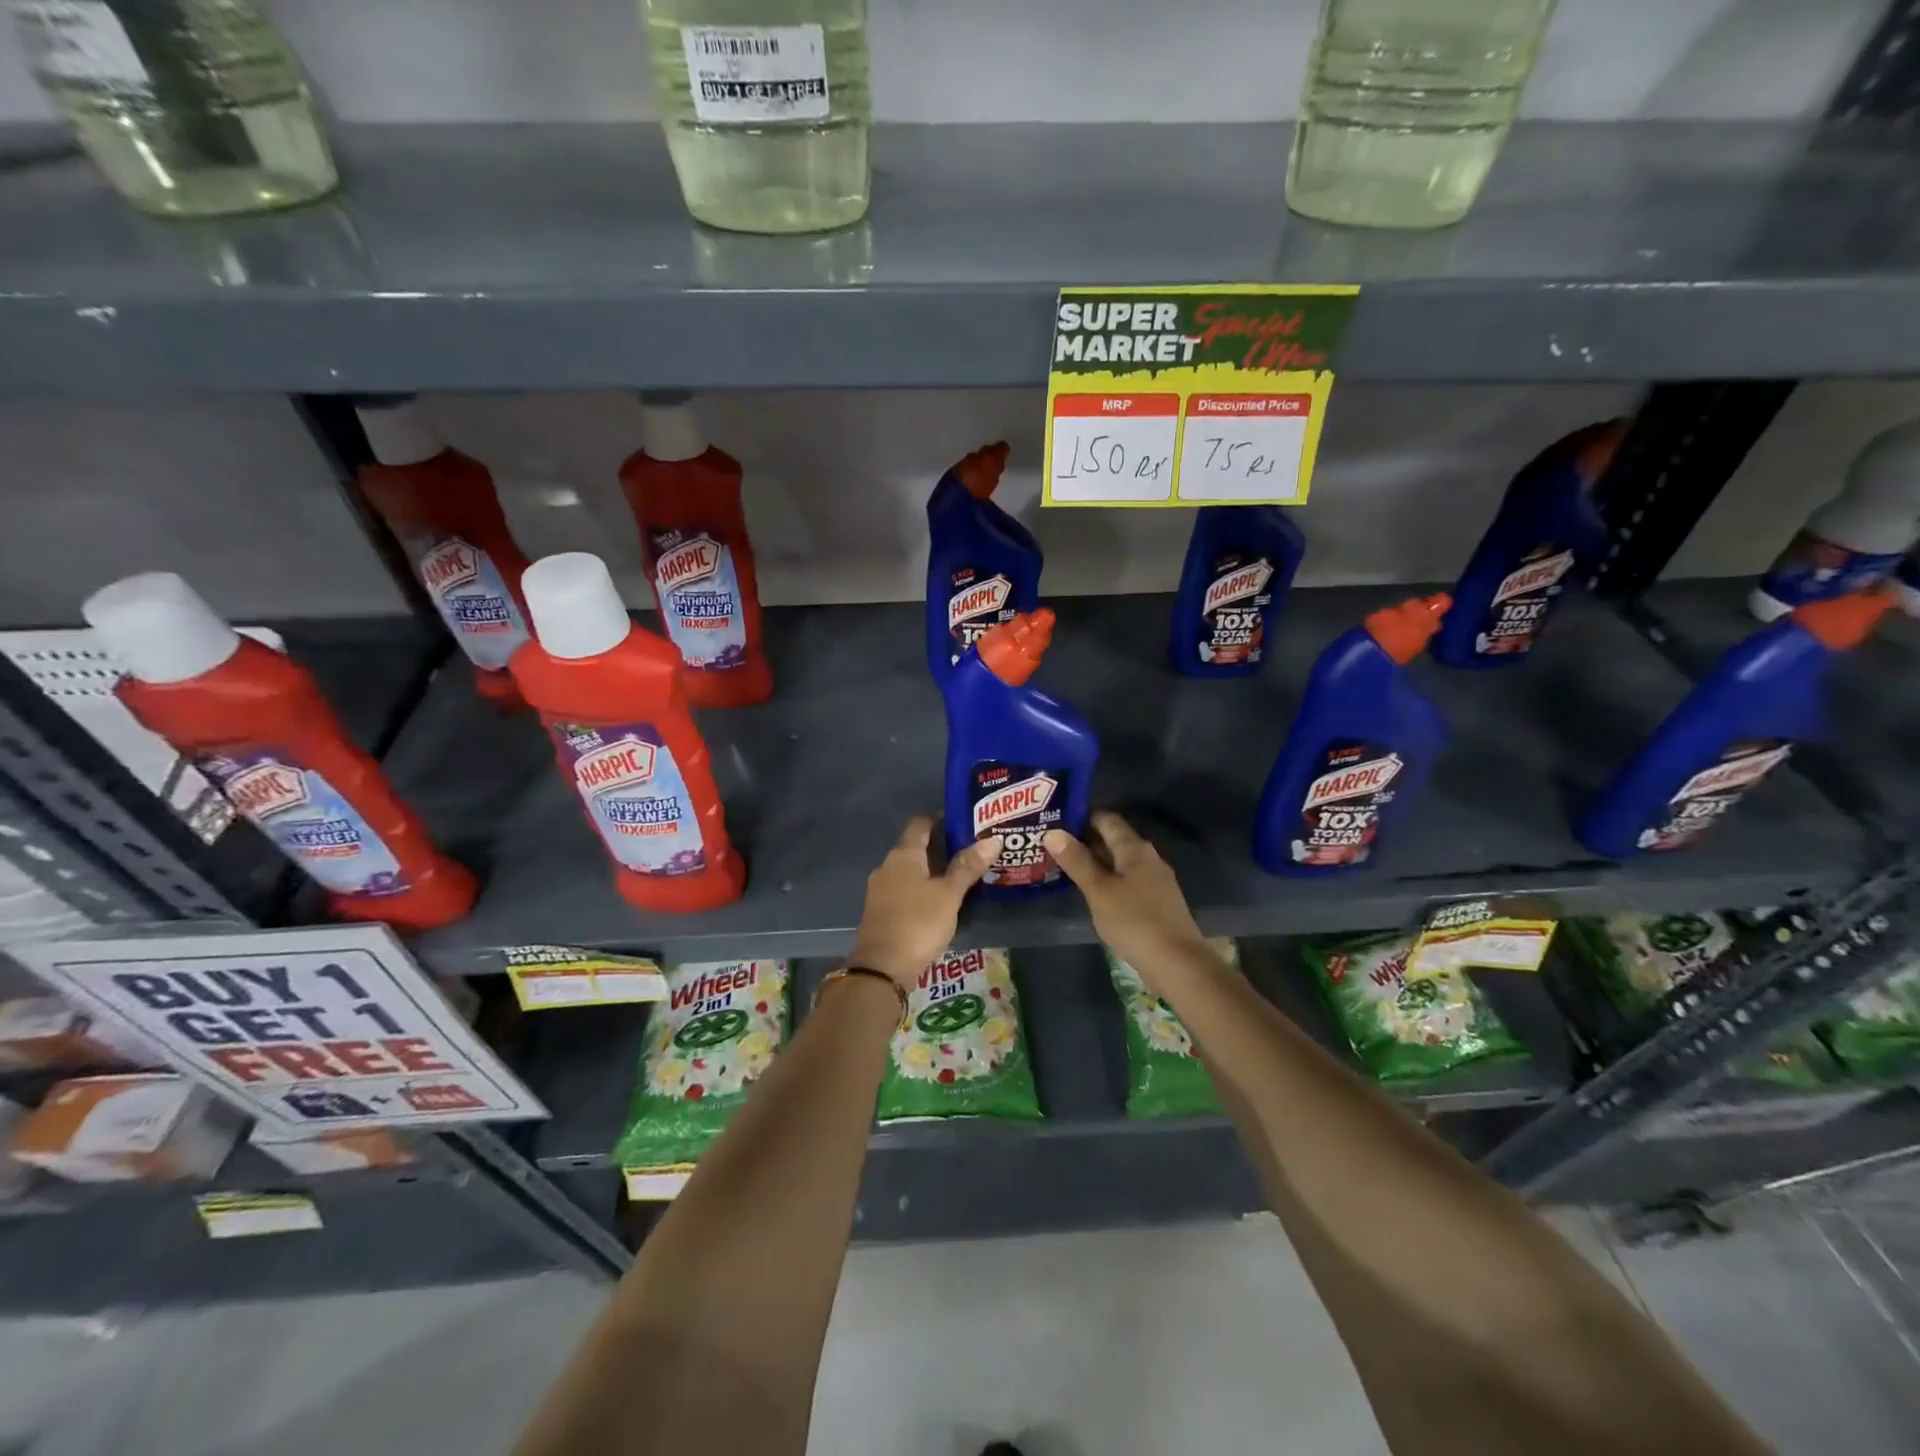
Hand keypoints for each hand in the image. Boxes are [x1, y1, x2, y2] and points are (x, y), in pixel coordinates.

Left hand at [848, 816, 1001, 991]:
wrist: (881, 969)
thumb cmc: (918, 923)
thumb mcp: (949, 895)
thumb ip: (968, 867)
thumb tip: (992, 839)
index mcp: (903, 854)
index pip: (920, 823)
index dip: (941, 818)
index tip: (965, 821)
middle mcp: (888, 865)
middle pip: (915, 846)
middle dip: (941, 846)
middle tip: (972, 849)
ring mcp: (881, 889)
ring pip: (910, 869)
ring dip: (932, 869)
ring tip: (961, 874)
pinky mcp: (881, 910)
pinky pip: (904, 888)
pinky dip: (922, 887)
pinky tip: (940, 898)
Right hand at [1043, 812, 1212, 987]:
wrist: (1177, 963)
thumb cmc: (1134, 921)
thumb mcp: (1098, 891)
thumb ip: (1077, 861)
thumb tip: (1052, 831)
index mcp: (1135, 849)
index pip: (1106, 820)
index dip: (1081, 818)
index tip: (1056, 822)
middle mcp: (1148, 858)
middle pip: (1114, 840)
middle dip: (1085, 841)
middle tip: (1054, 846)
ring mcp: (1155, 880)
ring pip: (1120, 862)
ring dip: (1096, 863)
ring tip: (1066, 868)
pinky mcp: (1157, 902)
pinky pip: (1127, 881)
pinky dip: (1108, 881)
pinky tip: (1093, 893)